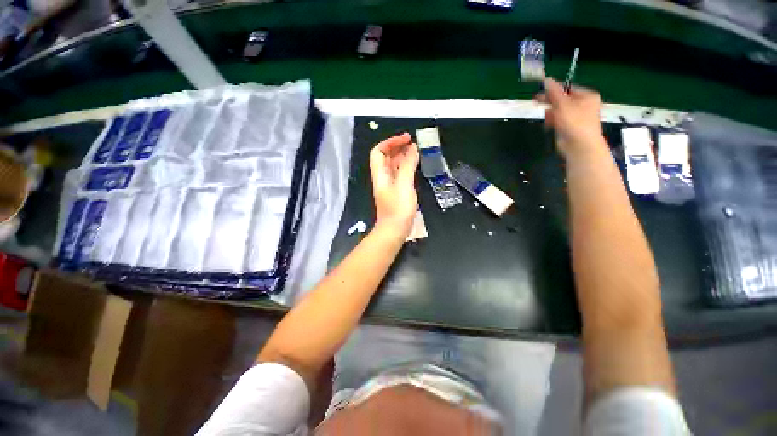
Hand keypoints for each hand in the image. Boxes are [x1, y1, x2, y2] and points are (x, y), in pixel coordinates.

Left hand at [369, 133, 419, 238]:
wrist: (394, 230)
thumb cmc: (398, 208)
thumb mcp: (404, 184)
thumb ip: (408, 166)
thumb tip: (413, 149)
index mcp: (380, 174)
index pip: (379, 152)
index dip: (390, 142)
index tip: (405, 139)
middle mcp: (383, 177)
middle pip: (386, 157)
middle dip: (398, 147)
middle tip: (413, 143)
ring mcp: (389, 185)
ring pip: (394, 166)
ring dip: (403, 157)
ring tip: (416, 152)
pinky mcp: (396, 192)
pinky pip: (399, 174)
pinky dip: (406, 167)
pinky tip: (414, 166)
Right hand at [536, 78, 606, 158]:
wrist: (579, 146)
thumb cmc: (574, 123)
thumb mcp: (563, 105)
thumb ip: (554, 92)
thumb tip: (547, 79)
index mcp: (587, 96)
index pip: (567, 88)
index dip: (554, 89)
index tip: (540, 91)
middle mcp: (583, 105)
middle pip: (563, 99)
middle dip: (550, 102)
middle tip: (536, 101)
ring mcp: (577, 117)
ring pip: (559, 110)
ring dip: (550, 113)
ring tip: (547, 118)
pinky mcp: (569, 127)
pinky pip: (558, 120)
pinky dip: (552, 121)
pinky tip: (549, 125)